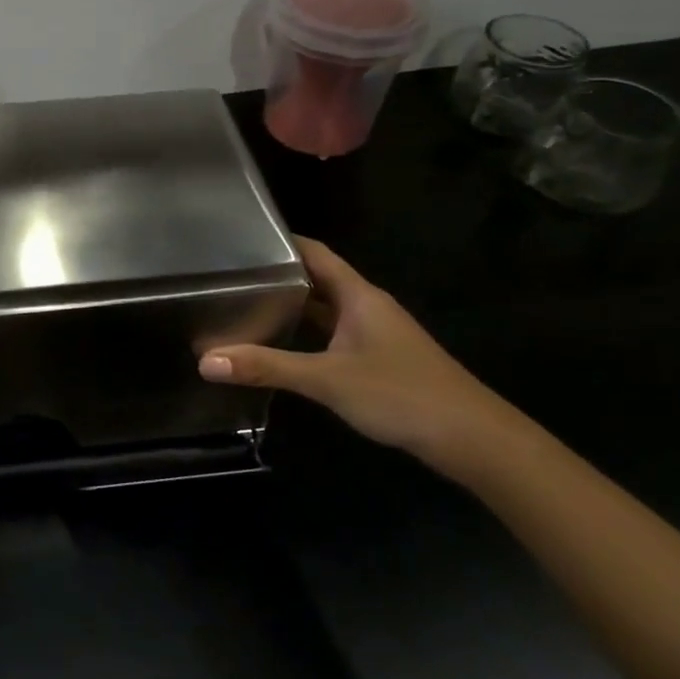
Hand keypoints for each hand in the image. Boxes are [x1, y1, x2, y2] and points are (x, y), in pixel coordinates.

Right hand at [199, 236, 521, 471]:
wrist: (473, 440)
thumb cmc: (401, 395)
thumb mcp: (327, 379)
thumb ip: (267, 367)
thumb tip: (206, 361)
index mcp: (359, 295)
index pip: (314, 252)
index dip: (280, 241)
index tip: (239, 238)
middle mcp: (367, 306)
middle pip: (317, 279)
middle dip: (277, 275)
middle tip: (229, 275)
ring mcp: (375, 334)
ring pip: (325, 309)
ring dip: (291, 305)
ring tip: (244, 305)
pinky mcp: (378, 359)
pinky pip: (333, 333)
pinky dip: (306, 333)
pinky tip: (282, 345)